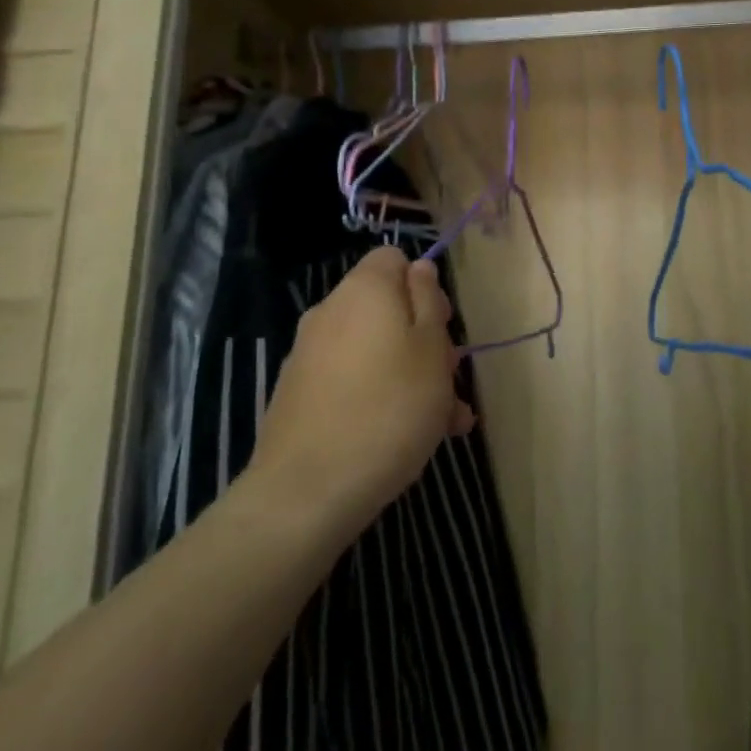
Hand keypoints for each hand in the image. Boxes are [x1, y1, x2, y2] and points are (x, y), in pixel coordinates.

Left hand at [249, 247, 472, 539]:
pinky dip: (378, 396)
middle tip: (451, 382)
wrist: (307, 491)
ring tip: (445, 422)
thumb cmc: (389, 409)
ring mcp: (309, 354)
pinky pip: (351, 380)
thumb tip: (418, 269)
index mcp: (364, 289)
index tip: (443, 325)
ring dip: (410, 374)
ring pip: (374, 349)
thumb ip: (428, 301)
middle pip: (387, 307)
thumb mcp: (432, 349)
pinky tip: (404, 438)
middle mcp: (331, 311)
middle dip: (424, 338)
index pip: (394, 258)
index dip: (424, 285)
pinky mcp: (299, 394)